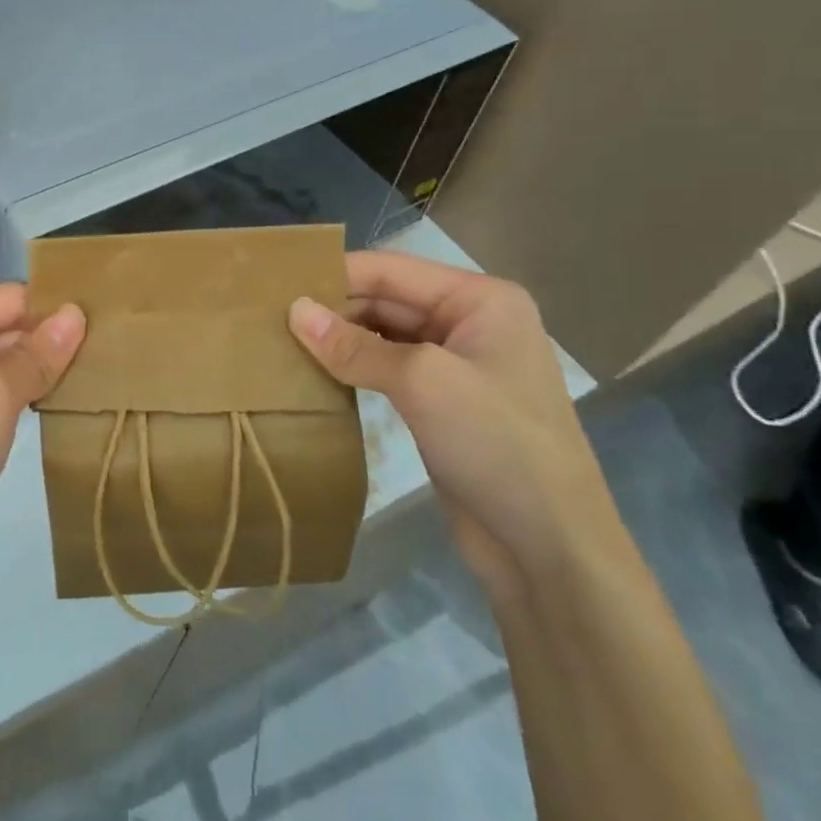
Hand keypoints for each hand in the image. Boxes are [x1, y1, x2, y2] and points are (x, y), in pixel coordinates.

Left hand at [0, 285, 85, 605]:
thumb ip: (37, 352)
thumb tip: (75, 312)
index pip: (6, 297)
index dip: (51, 313)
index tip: (100, 331)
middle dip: (40, 342)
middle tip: (98, 360)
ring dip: (27, 368)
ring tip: (78, 380)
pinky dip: (6, 389)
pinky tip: (40, 402)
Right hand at [287, 252, 618, 604]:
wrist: (550, 550)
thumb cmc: (497, 445)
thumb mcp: (422, 382)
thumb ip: (354, 345)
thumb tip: (293, 311)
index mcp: (480, 299)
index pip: (391, 270)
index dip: (334, 274)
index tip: (276, 284)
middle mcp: (470, 322)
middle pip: (385, 299)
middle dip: (333, 308)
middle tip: (270, 317)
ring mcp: (457, 364)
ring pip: (382, 334)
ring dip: (339, 339)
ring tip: (281, 341)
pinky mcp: (441, 403)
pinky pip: (387, 369)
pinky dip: (353, 368)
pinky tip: (315, 373)